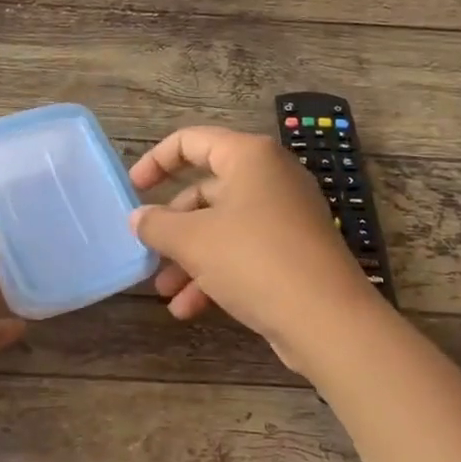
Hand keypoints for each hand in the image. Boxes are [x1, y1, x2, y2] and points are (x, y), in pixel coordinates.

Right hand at [129, 127, 382, 370]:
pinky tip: (189, 309)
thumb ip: (157, 224)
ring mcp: (286, 216)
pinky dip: (215, 274)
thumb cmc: (254, 260)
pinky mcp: (293, 252)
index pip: (192, 141)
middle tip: (148, 249)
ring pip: (223, 227)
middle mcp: (271, 178)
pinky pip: (244, 252)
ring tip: (165, 291)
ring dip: (189, 257)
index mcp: (250, 157)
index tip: (133, 189)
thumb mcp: (193, 241)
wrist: (327, 319)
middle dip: (172, 224)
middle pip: (206, 189)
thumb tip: (138, 218)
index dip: (156, 161)